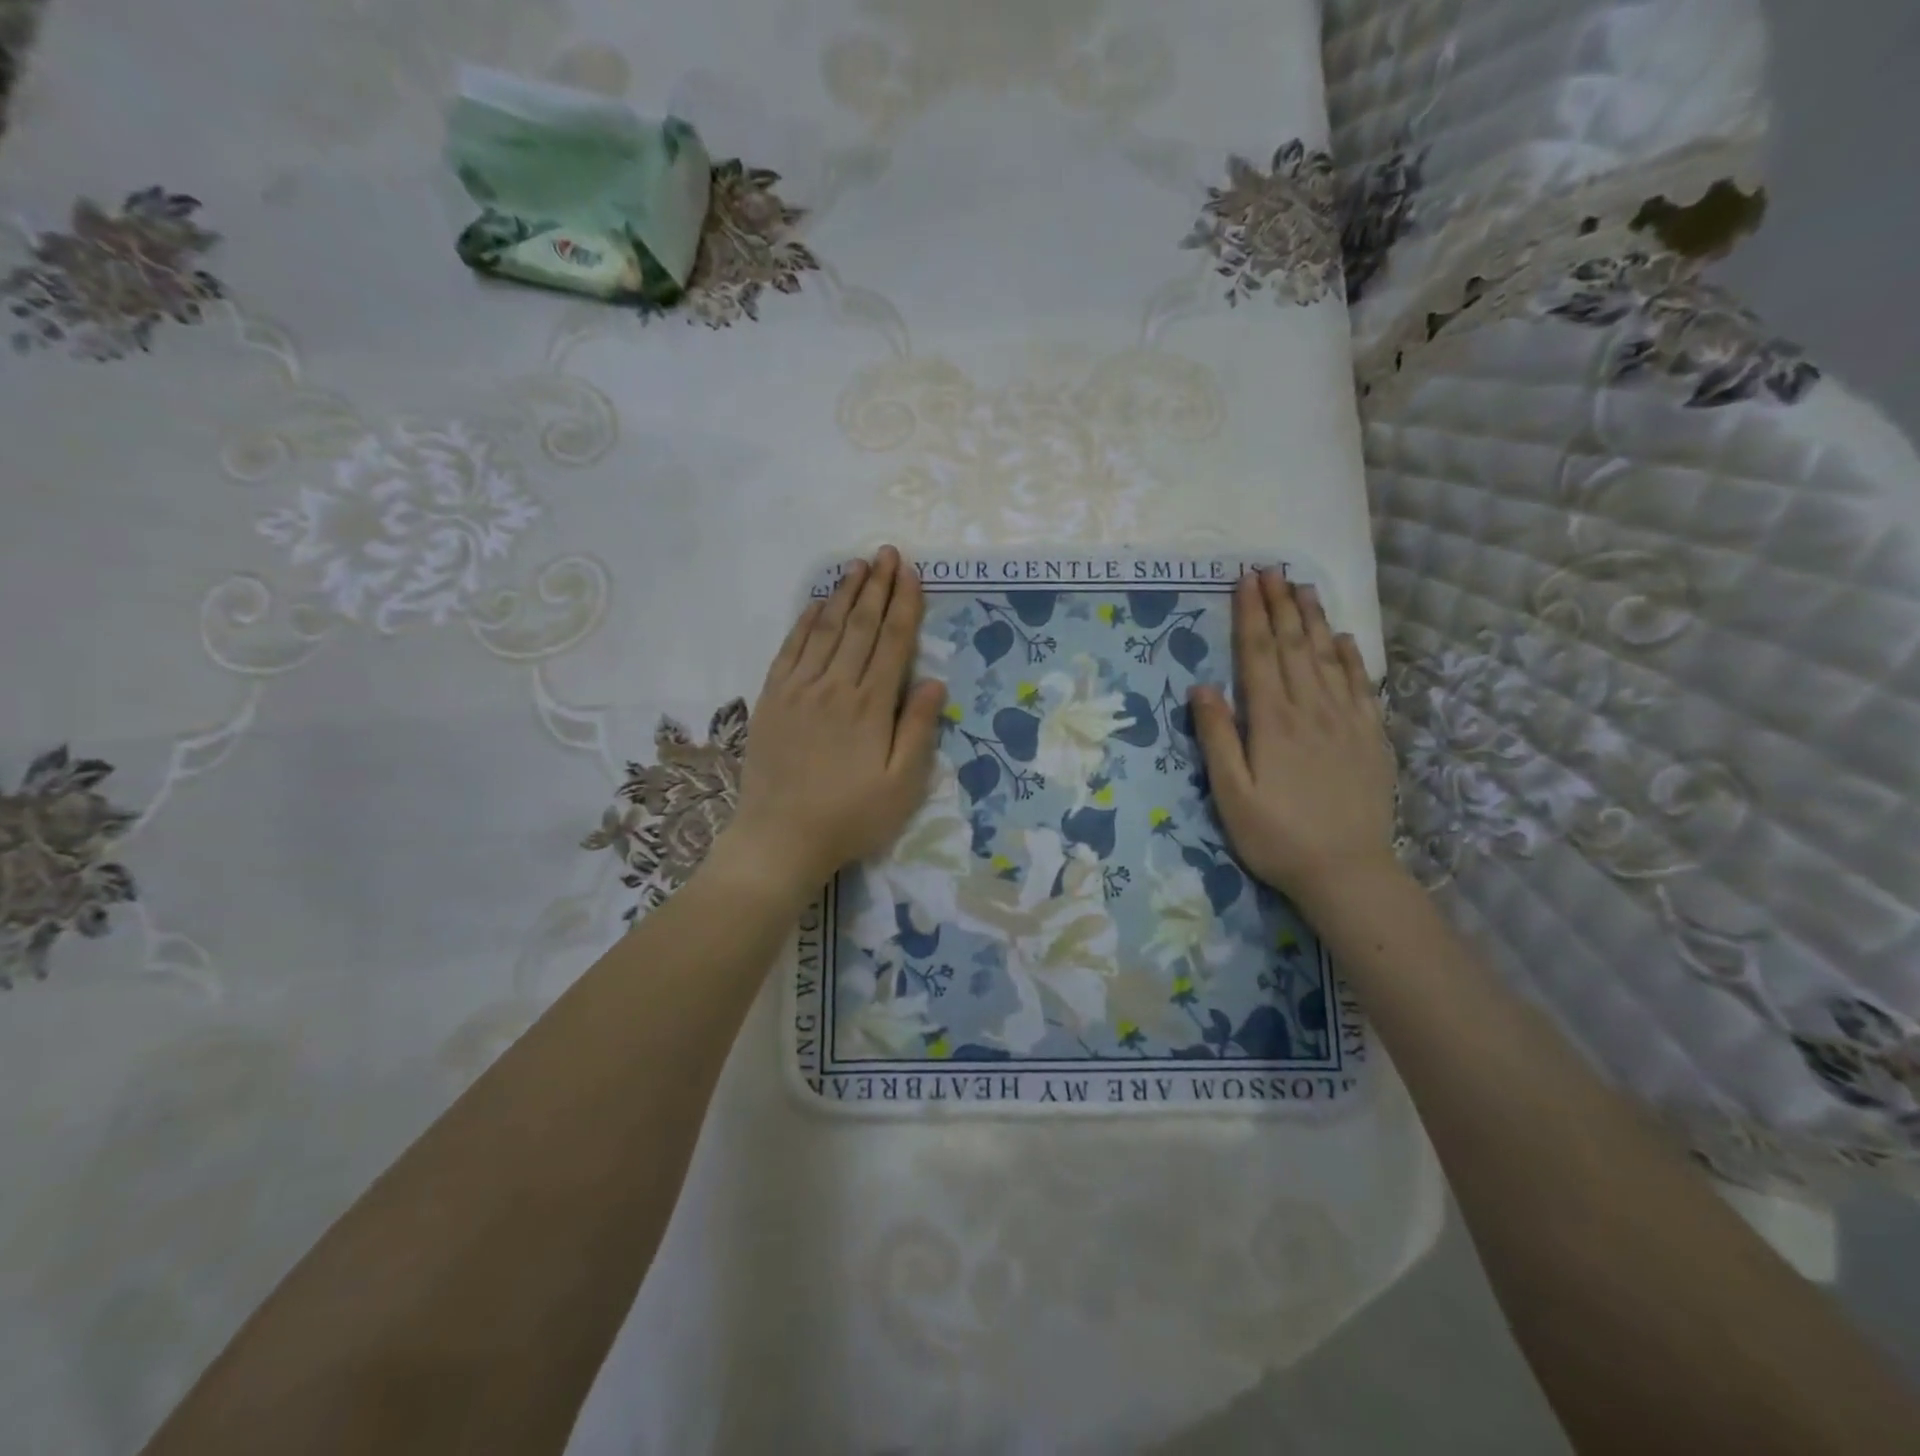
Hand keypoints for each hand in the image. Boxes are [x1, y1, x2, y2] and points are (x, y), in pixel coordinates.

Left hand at [718, 546, 947, 902]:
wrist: (780, 837)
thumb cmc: (851, 816)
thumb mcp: (902, 784)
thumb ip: (917, 729)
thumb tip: (933, 681)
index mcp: (870, 706)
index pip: (893, 642)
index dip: (905, 604)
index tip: (911, 573)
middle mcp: (835, 686)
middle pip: (861, 626)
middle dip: (877, 587)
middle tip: (887, 553)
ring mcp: (798, 690)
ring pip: (826, 630)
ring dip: (844, 595)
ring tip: (857, 566)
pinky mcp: (772, 699)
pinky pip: (790, 650)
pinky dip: (805, 623)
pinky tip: (816, 605)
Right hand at [1189, 570, 1398, 911]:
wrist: (1347, 872)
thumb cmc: (1276, 837)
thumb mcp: (1231, 794)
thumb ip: (1217, 738)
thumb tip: (1202, 687)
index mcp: (1273, 722)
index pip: (1259, 655)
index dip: (1251, 616)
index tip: (1246, 581)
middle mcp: (1312, 710)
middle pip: (1295, 646)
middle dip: (1280, 605)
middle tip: (1272, 569)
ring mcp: (1347, 721)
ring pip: (1329, 657)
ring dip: (1314, 620)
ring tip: (1303, 588)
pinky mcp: (1371, 738)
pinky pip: (1362, 686)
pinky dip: (1351, 657)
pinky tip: (1344, 640)